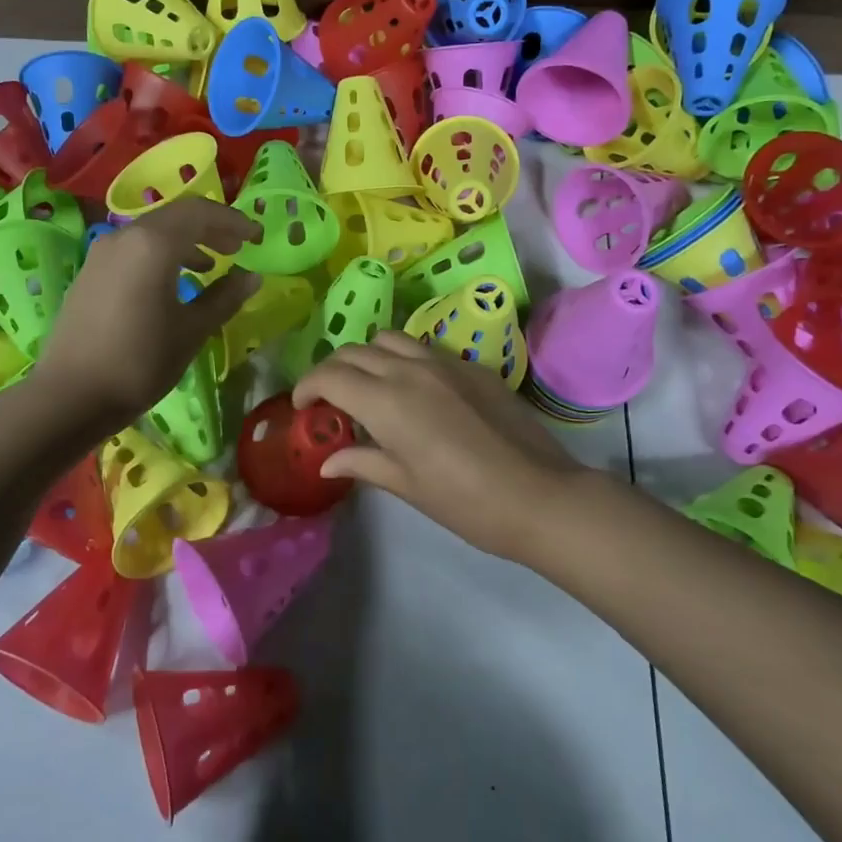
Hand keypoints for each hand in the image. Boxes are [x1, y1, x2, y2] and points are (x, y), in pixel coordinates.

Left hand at [34, 199, 260, 424]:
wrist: (70, 395)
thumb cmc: (140, 361)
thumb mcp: (192, 330)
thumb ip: (225, 297)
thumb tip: (252, 276)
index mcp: (153, 243)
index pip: (201, 212)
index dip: (233, 221)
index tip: (257, 237)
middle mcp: (125, 236)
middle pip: (175, 216)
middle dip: (211, 228)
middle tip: (239, 247)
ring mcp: (102, 253)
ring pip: (153, 232)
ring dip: (186, 241)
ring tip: (211, 265)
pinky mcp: (90, 273)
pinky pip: (134, 249)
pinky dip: (161, 254)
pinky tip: (173, 283)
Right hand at [292, 330, 588, 561]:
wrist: (539, 495)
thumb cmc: (466, 502)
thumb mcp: (407, 486)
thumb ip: (363, 463)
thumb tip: (327, 462)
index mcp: (387, 402)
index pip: (330, 376)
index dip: (307, 387)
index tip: (302, 407)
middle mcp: (410, 370)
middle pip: (354, 351)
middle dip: (332, 370)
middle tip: (329, 399)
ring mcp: (444, 363)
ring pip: (390, 339)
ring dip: (367, 356)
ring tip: (369, 386)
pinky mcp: (472, 366)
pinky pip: (424, 348)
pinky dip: (403, 359)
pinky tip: (413, 390)